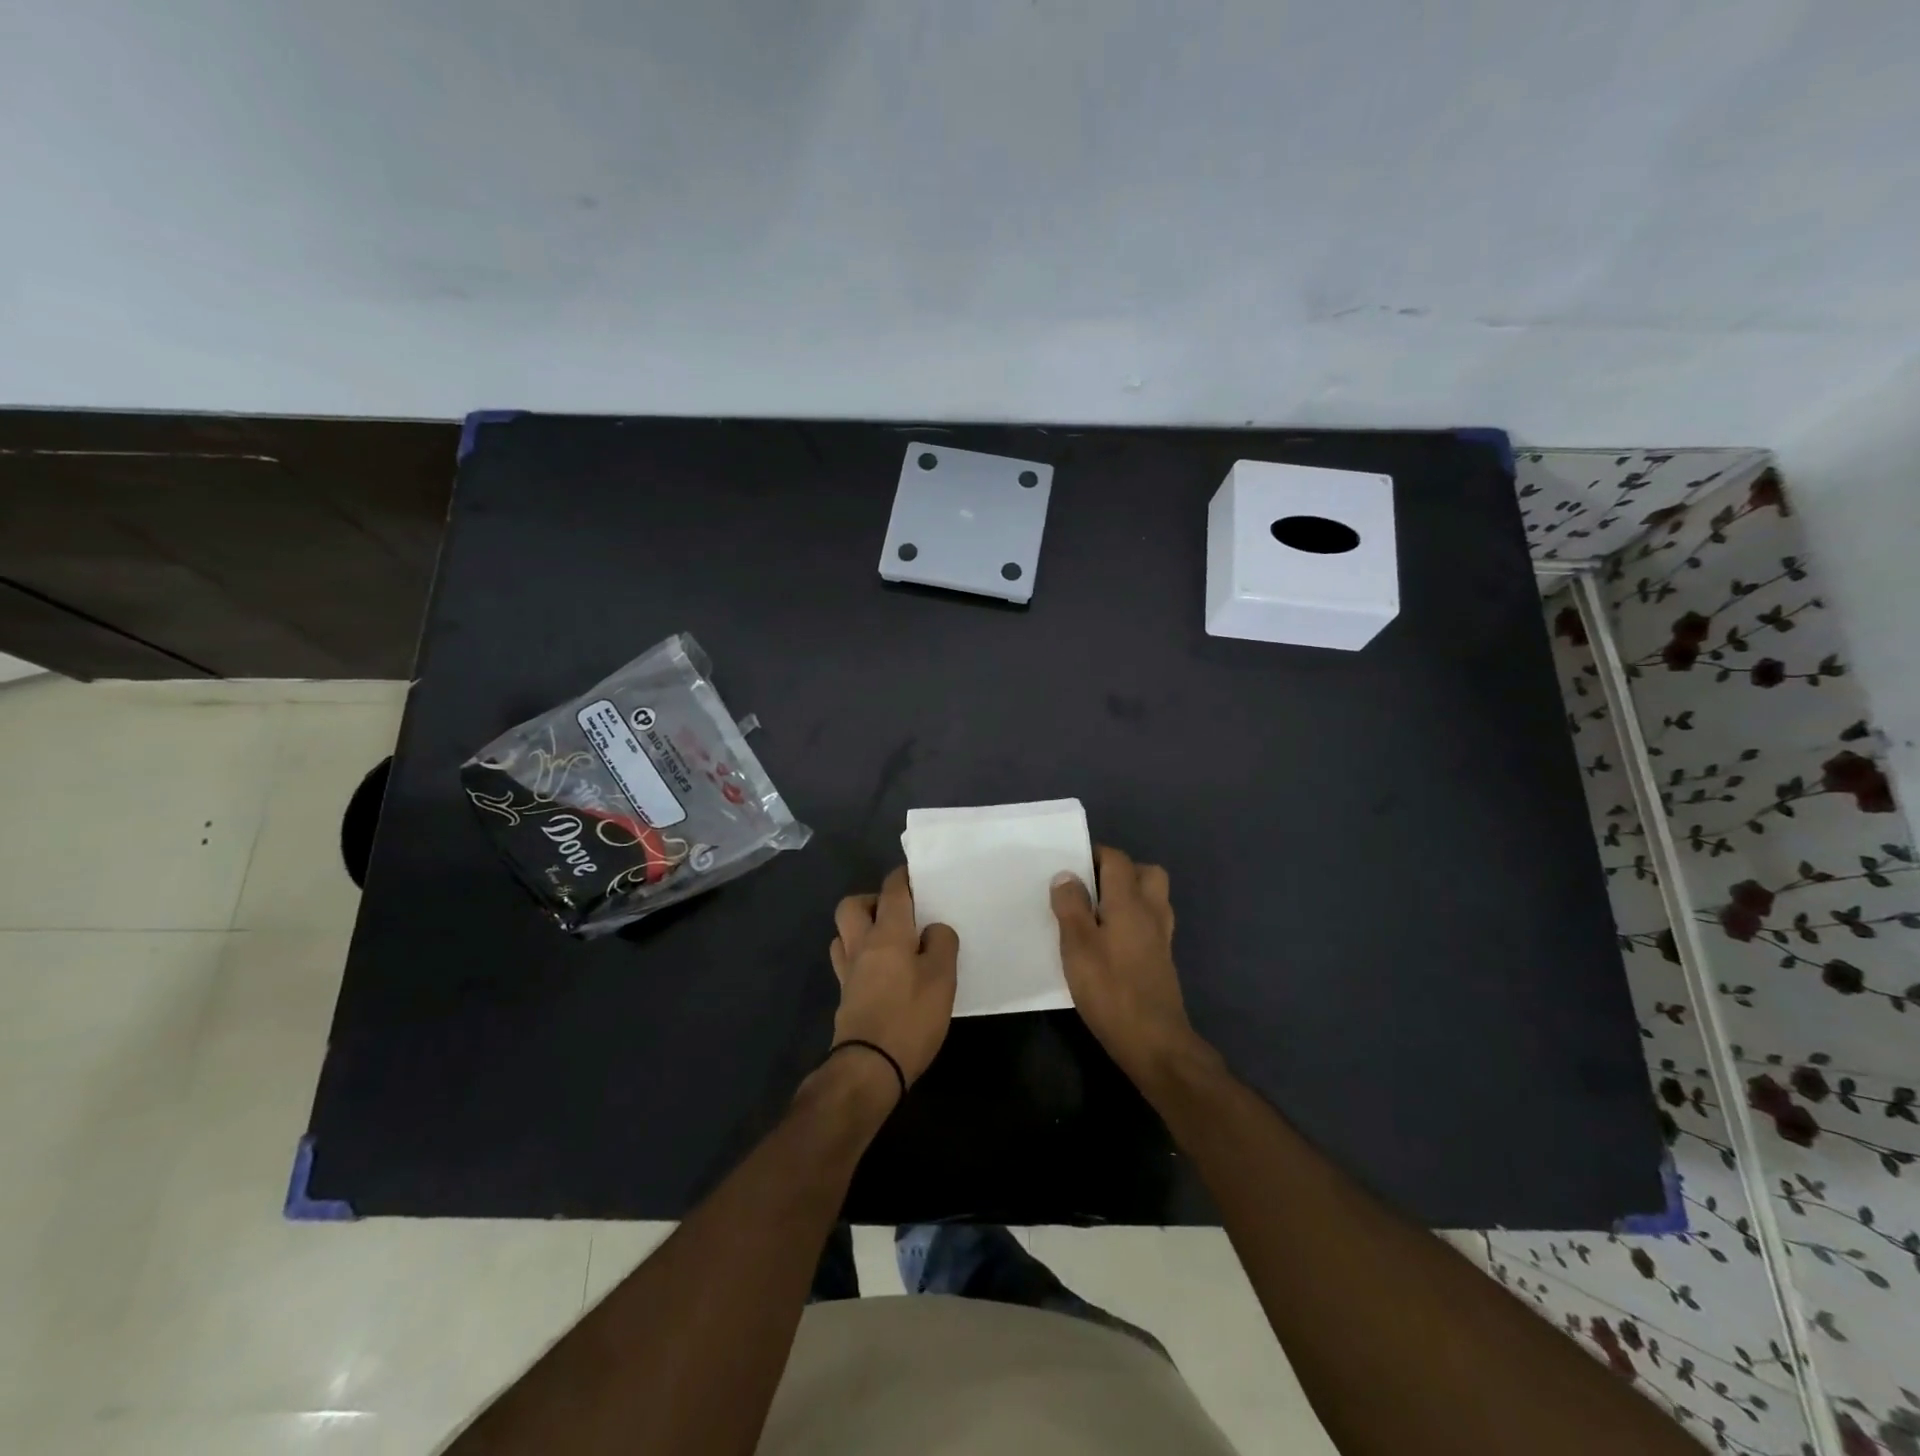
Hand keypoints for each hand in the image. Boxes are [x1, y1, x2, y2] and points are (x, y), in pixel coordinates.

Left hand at [828, 867, 958, 1088]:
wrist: (869, 1067)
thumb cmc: (910, 1017)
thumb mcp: (942, 978)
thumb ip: (941, 944)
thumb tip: (933, 929)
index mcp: (887, 933)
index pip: (891, 890)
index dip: (902, 877)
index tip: (914, 874)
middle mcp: (861, 944)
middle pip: (852, 906)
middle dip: (871, 900)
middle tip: (898, 912)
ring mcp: (848, 971)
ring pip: (843, 933)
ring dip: (860, 928)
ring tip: (888, 940)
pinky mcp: (845, 995)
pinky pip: (846, 960)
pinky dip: (859, 955)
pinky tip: (881, 970)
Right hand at [1051, 845, 1208, 1092]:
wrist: (1155, 1043)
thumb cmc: (1110, 990)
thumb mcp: (1078, 946)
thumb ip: (1071, 907)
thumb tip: (1066, 875)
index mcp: (1130, 902)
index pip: (1117, 860)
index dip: (1095, 855)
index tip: (1069, 865)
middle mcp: (1151, 912)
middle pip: (1145, 873)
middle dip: (1119, 871)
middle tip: (1088, 888)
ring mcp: (1161, 937)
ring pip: (1152, 897)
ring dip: (1128, 895)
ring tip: (1097, 912)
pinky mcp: (1162, 959)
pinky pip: (1150, 922)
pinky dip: (1133, 920)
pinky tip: (1110, 940)